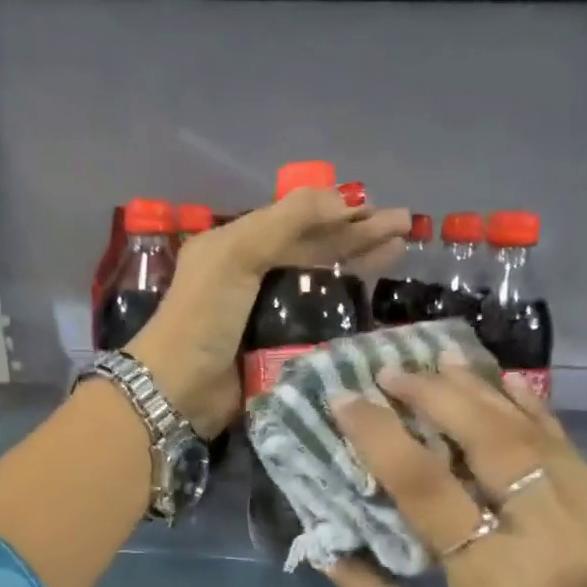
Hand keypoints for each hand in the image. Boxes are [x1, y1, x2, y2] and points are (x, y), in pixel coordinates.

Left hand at [126, 189, 409, 437]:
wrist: (180, 389)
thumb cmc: (204, 316)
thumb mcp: (236, 256)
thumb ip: (285, 222)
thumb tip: (341, 197)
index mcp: (238, 245)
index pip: (298, 221)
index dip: (339, 212)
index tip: (380, 210)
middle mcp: (254, 273)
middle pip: (315, 247)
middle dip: (359, 234)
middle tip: (406, 226)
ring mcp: (269, 311)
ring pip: (322, 280)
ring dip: (359, 264)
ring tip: (400, 251)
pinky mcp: (280, 346)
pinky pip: (320, 319)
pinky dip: (347, 305)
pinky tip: (375, 298)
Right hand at [326, 360, 586, 586]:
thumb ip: (362, 580)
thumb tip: (320, 528)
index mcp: (495, 586)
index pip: (428, 487)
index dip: (381, 435)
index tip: (347, 398)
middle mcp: (556, 547)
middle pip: (492, 444)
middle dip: (436, 396)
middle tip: (393, 370)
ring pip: (535, 437)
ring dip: (482, 393)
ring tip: (440, 359)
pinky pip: (569, 452)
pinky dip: (531, 413)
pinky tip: (500, 383)